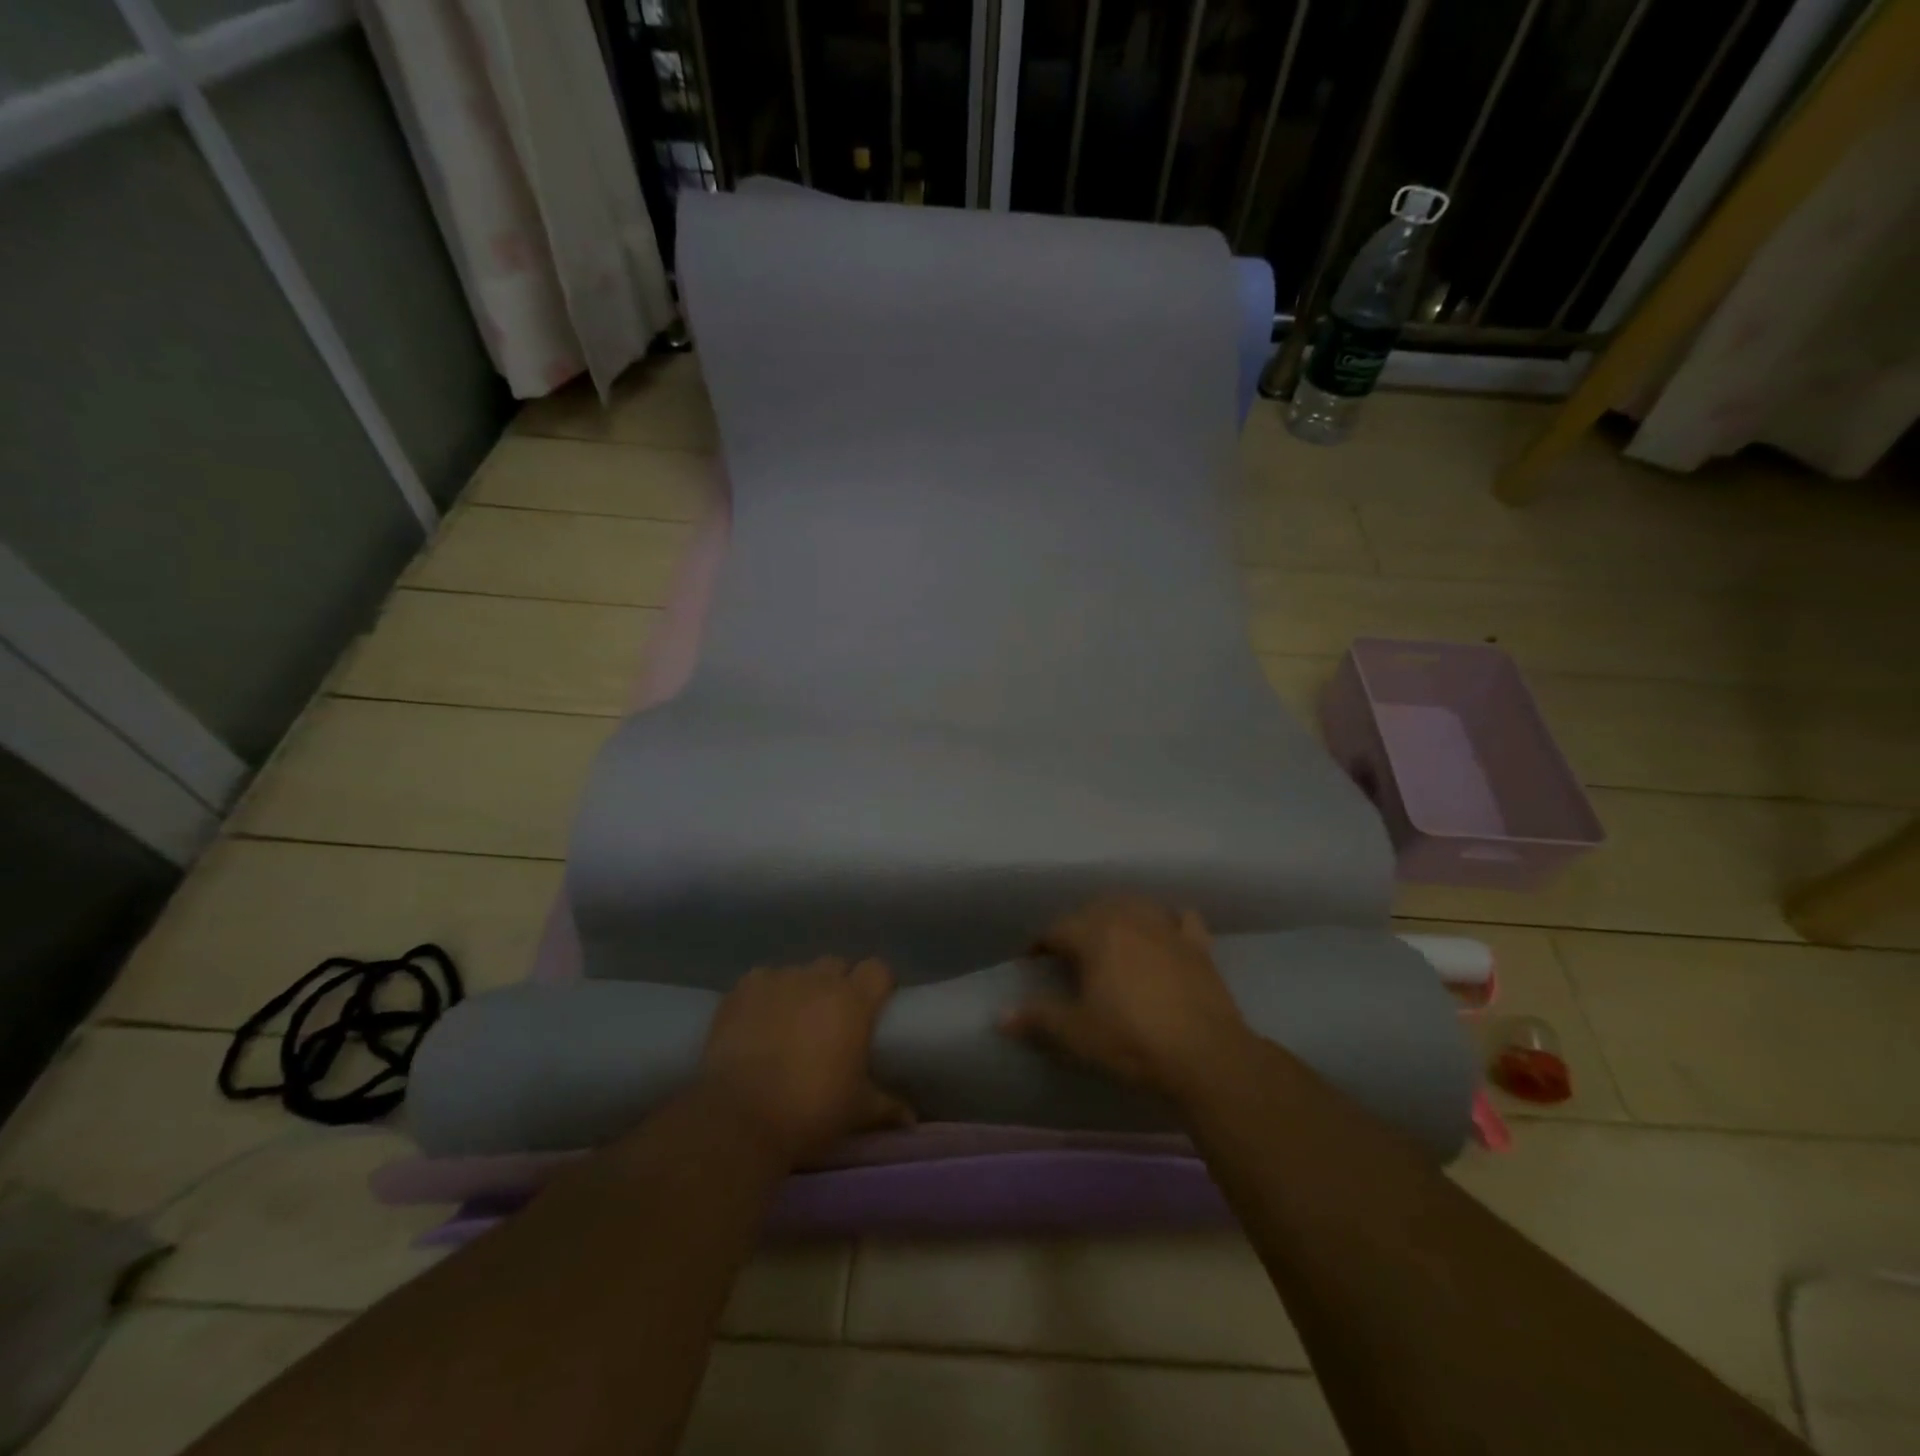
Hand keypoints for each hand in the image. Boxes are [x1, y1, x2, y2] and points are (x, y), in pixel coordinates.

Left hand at [698, 957, 914, 1165]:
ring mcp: (778, 979)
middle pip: (837, 965)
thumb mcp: (856, 1111)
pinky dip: (764, 995)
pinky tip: (757, 1020)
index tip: (875, 1005)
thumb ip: (887, 1107)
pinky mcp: (742, 989)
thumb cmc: (810, 1111)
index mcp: (854, 1001)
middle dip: (838, 984)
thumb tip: (911, 1119)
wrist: (739, 1117)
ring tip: (791, 1023)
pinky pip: (761, 980)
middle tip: (832, 1018)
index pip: (878, 969)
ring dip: (801, 990)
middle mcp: (818, 979)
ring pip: (798, 972)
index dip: (878, 984)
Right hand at [999, 898, 1254, 1102]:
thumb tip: (1000, 1015)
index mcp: (1095, 935)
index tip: (1033, 961)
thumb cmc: (1132, 1041)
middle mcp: (1129, 920)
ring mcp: (1168, 929)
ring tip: (1112, 936)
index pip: (1057, 928)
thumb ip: (1038, 1018)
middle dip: (1078, 925)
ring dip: (1119, 915)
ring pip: (1136, 906)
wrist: (1205, 1055)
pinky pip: (1181, 919)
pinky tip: (1167, 932)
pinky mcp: (1198, 946)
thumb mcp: (1077, 1034)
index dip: (1040, 944)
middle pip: (1095, 909)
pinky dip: (1170, 921)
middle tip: (1069, 953)